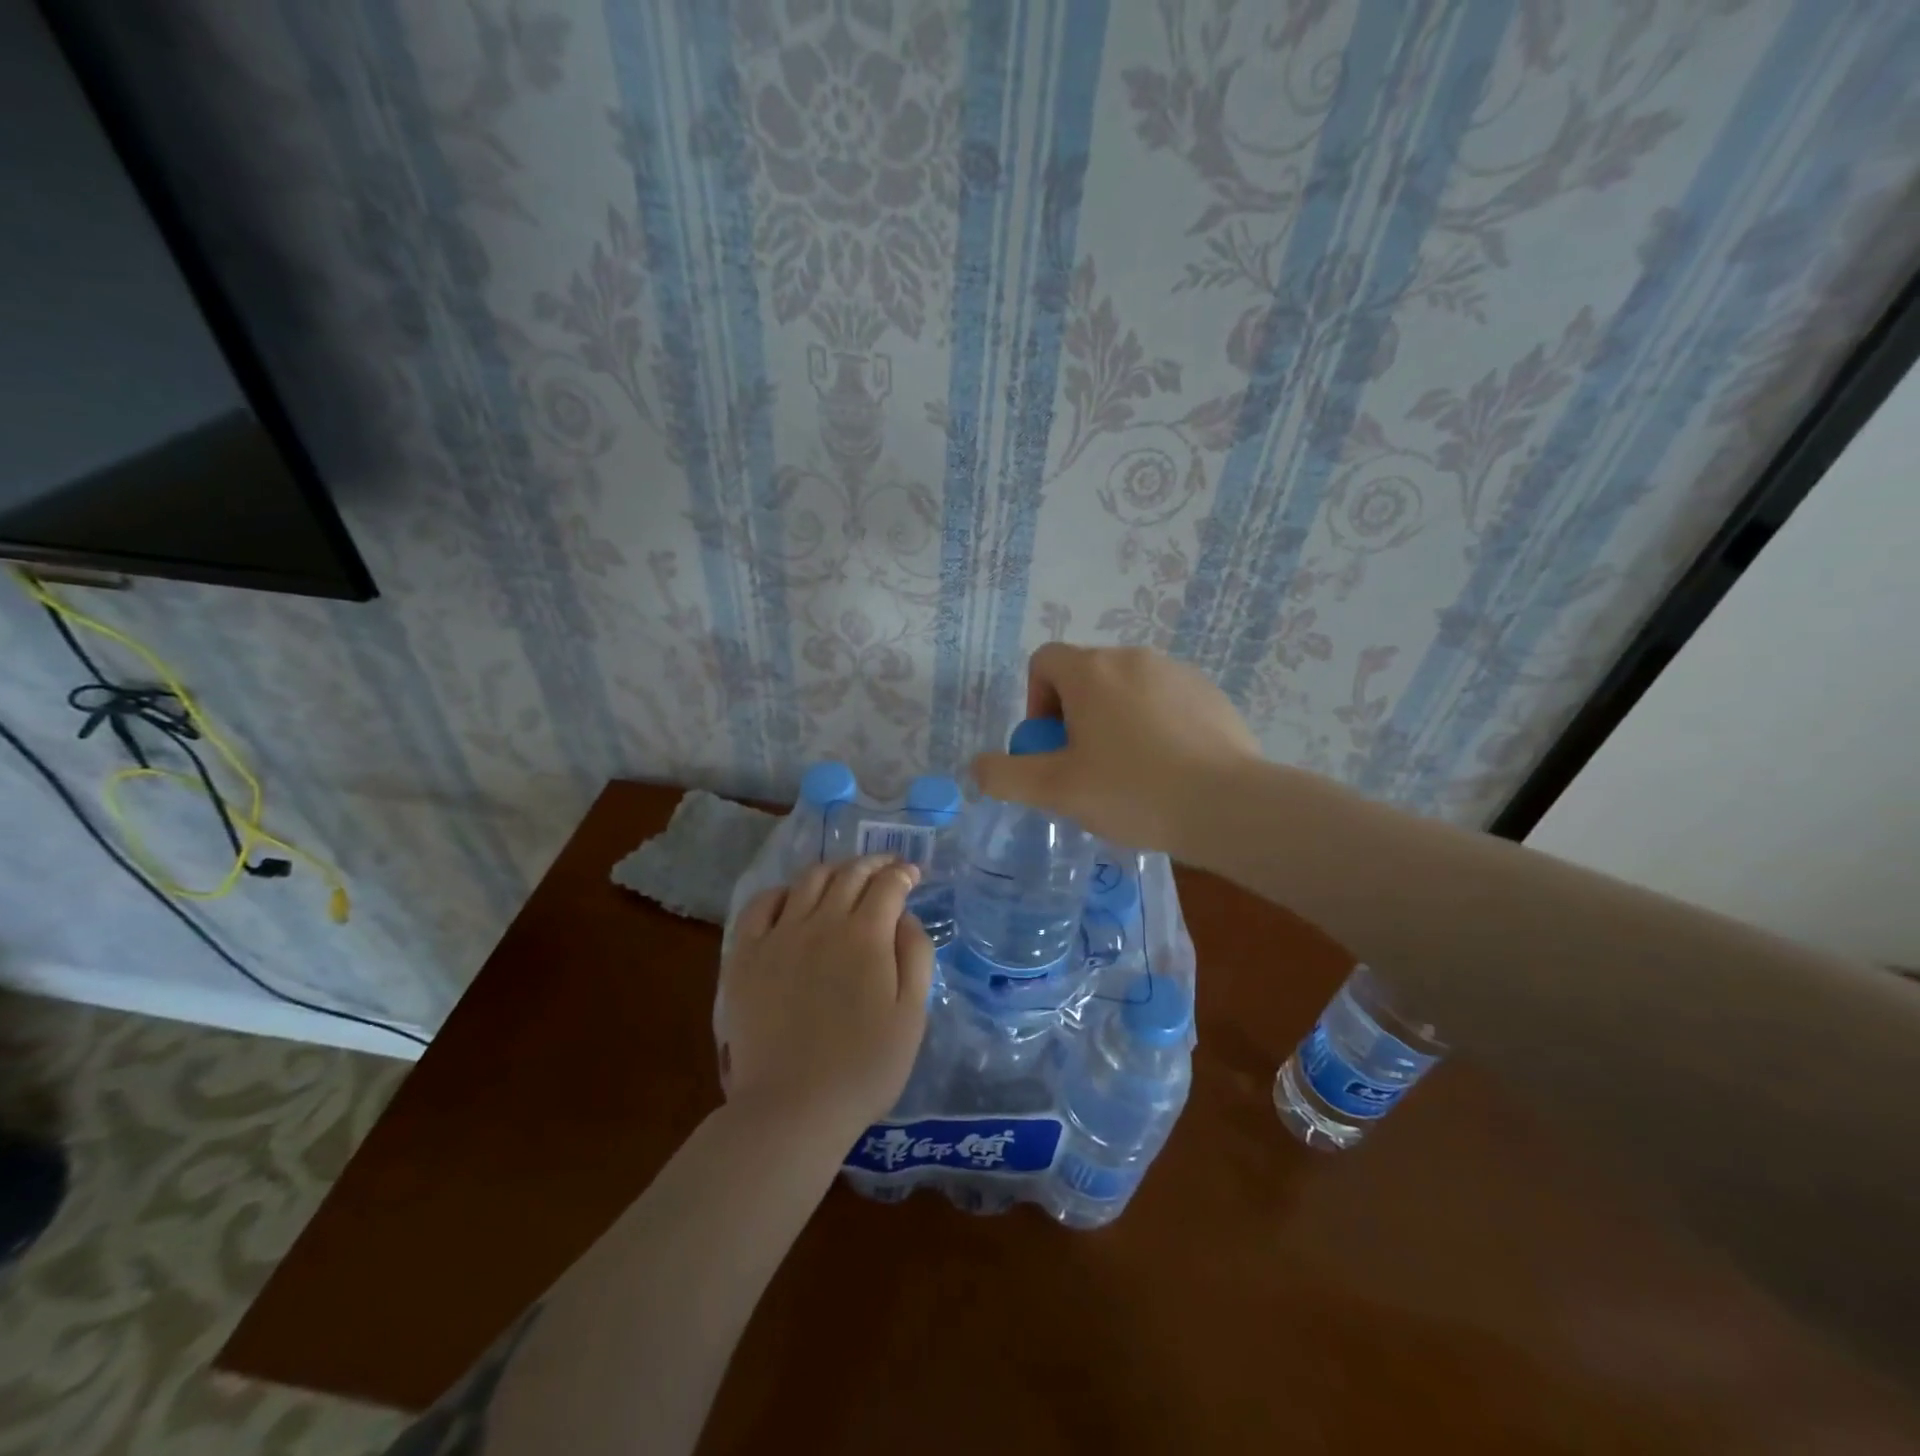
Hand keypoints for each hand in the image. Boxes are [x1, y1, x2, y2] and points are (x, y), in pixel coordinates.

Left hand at [717, 855, 934, 1142]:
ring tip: (845, 879)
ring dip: (834, 871)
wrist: (793, 1108)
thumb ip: (915, 956)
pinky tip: (793, 901)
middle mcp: (822, 922)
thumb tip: (905, 916)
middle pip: (849, 873)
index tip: (913, 874)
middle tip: (887, 868)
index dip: (904, 873)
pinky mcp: (746, 955)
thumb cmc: (864, 1067)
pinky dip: (782, 892)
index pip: (888, 884)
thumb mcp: (912, 1015)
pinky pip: (761, 905)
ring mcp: (779, 936)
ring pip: (808, 880)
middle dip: (874, 863)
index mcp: (866, 935)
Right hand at [970, 644, 1262, 855]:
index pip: (1043, 662)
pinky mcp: (1210, 693)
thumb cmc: (1132, 791)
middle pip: (1084, 677)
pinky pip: (1164, 701)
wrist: (1228, 806)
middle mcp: (1132, 657)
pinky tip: (1168, 770)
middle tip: (1085, 769)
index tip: (1052, 748)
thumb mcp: (1055, 791)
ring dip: (1114, 721)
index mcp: (1090, 671)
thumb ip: (1005, 776)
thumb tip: (978, 766)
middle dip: (1074, 717)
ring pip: (1126, 690)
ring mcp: (1176, 672)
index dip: (1035, 703)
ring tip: (1129, 774)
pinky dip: (1154, 726)